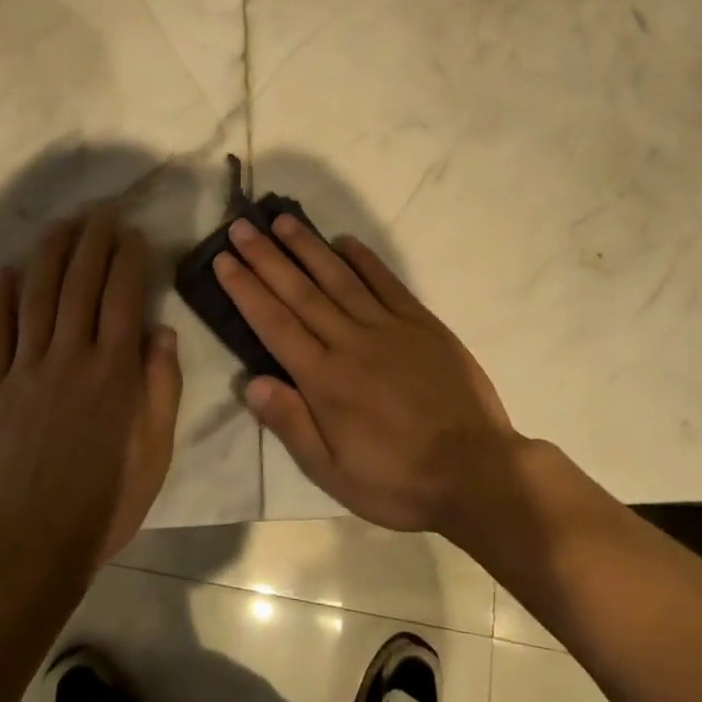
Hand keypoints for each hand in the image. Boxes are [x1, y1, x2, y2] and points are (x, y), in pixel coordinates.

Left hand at [0, 206, 181, 568]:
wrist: (31, 544)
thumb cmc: (106, 500)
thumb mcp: (155, 450)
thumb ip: (162, 386)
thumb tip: (161, 330)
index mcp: (113, 370)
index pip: (123, 295)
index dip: (128, 257)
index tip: (133, 232)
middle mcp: (70, 356)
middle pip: (80, 283)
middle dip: (93, 240)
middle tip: (101, 210)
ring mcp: (26, 369)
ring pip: (37, 296)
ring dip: (49, 254)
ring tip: (62, 225)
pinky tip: (4, 272)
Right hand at [216, 215, 520, 536]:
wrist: (477, 473)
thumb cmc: (398, 481)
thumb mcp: (334, 474)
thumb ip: (292, 425)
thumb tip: (251, 382)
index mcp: (325, 380)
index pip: (274, 324)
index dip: (246, 290)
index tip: (224, 260)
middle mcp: (351, 343)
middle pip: (300, 292)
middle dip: (267, 257)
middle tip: (241, 226)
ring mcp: (389, 328)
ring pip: (339, 279)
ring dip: (309, 247)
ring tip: (283, 220)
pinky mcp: (421, 323)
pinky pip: (387, 283)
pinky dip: (365, 260)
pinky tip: (345, 242)